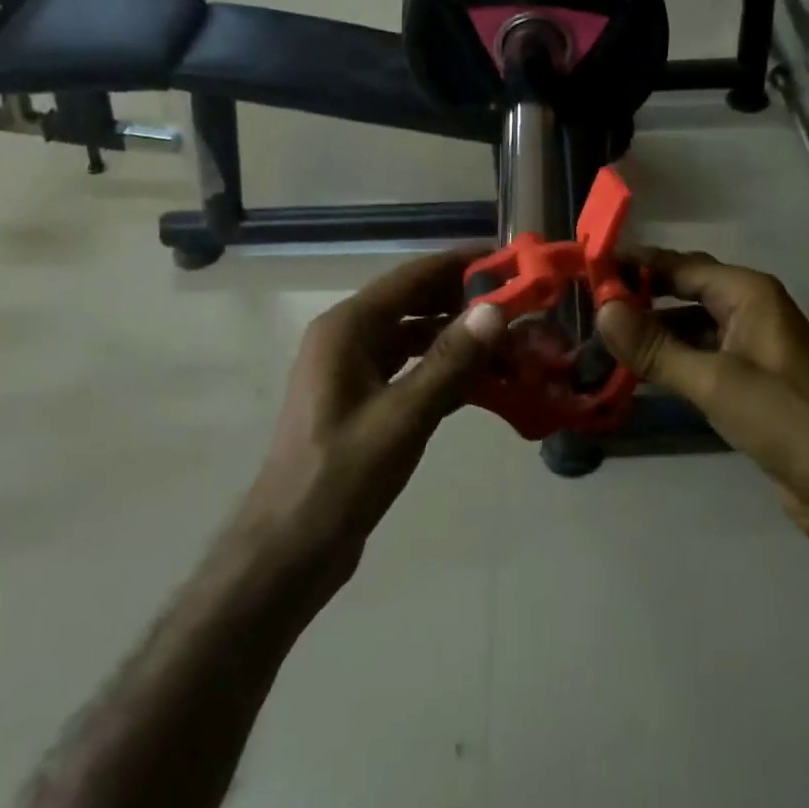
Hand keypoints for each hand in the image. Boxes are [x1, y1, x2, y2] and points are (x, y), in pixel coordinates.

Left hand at [233, 248, 505, 590]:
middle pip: (413, 302)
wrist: (290, 548)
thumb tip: (494, 311)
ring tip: (508, 342)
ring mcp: (351, 370)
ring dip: (457, 337)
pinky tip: (483, 380)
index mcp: (346, 329)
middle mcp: (346, 338)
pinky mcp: (361, 400)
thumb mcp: (403, 417)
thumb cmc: (341, 477)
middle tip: (518, 303)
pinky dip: (443, 369)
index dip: (459, 264)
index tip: (506, 259)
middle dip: (463, 301)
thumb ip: (450, 361)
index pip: (411, 277)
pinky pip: (409, 369)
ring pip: (413, 337)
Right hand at [596, 250, 808, 574]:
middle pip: (683, 289)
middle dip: (639, 295)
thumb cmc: (787, 421)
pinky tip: (637, 371)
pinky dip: (670, 358)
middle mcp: (750, 308)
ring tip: (601, 339)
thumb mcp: (715, 382)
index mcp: (748, 293)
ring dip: (652, 330)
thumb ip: (656, 347)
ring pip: (689, 324)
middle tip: (588, 305)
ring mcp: (751, 345)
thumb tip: (601, 309)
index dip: (633, 265)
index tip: (587, 270)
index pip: (679, 265)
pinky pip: (700, 355)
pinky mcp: (749, 379)